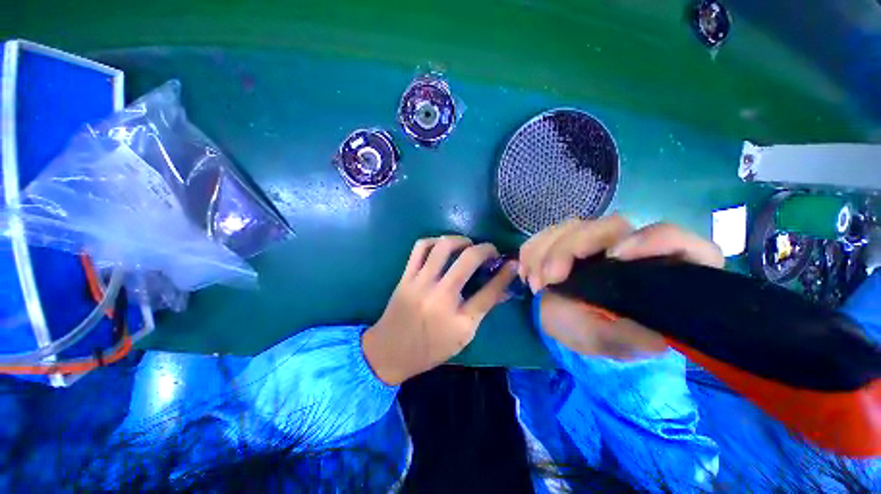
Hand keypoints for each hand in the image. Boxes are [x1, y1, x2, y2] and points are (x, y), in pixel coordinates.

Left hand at [363, 236, 516, 384]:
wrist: (390, 351)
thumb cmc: (430, 349)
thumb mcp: (463, 336)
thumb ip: (482, 310)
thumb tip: (503, 289)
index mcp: (458, 319)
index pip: (490, 290)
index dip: (505, 273)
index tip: (512, 263)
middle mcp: (440, 296)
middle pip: (468, 260)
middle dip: (485, 249)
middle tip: (490, 250)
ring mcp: (420, 283)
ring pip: (442, 247)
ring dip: (460, 240)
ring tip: (468, 245)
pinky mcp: (406, 276)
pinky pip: (420, 248)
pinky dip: (434, 241)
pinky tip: (442, 245)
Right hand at [519, 215, 723, 358]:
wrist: (570, 324)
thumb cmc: (599, 333)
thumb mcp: (614, 342)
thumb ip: (631, 338)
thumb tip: (655, 337)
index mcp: (657, 268)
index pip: (671, 238)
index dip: (648, 239)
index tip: (614, 257)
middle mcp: (628, 245)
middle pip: (607, 225)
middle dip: (569, 248)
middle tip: (548, 280)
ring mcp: (595, 240)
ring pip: (572, 226)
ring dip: (543, 251)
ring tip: (534, 284)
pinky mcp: (568, 239)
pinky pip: (546, 233)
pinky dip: (531, 250)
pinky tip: (527, 272)